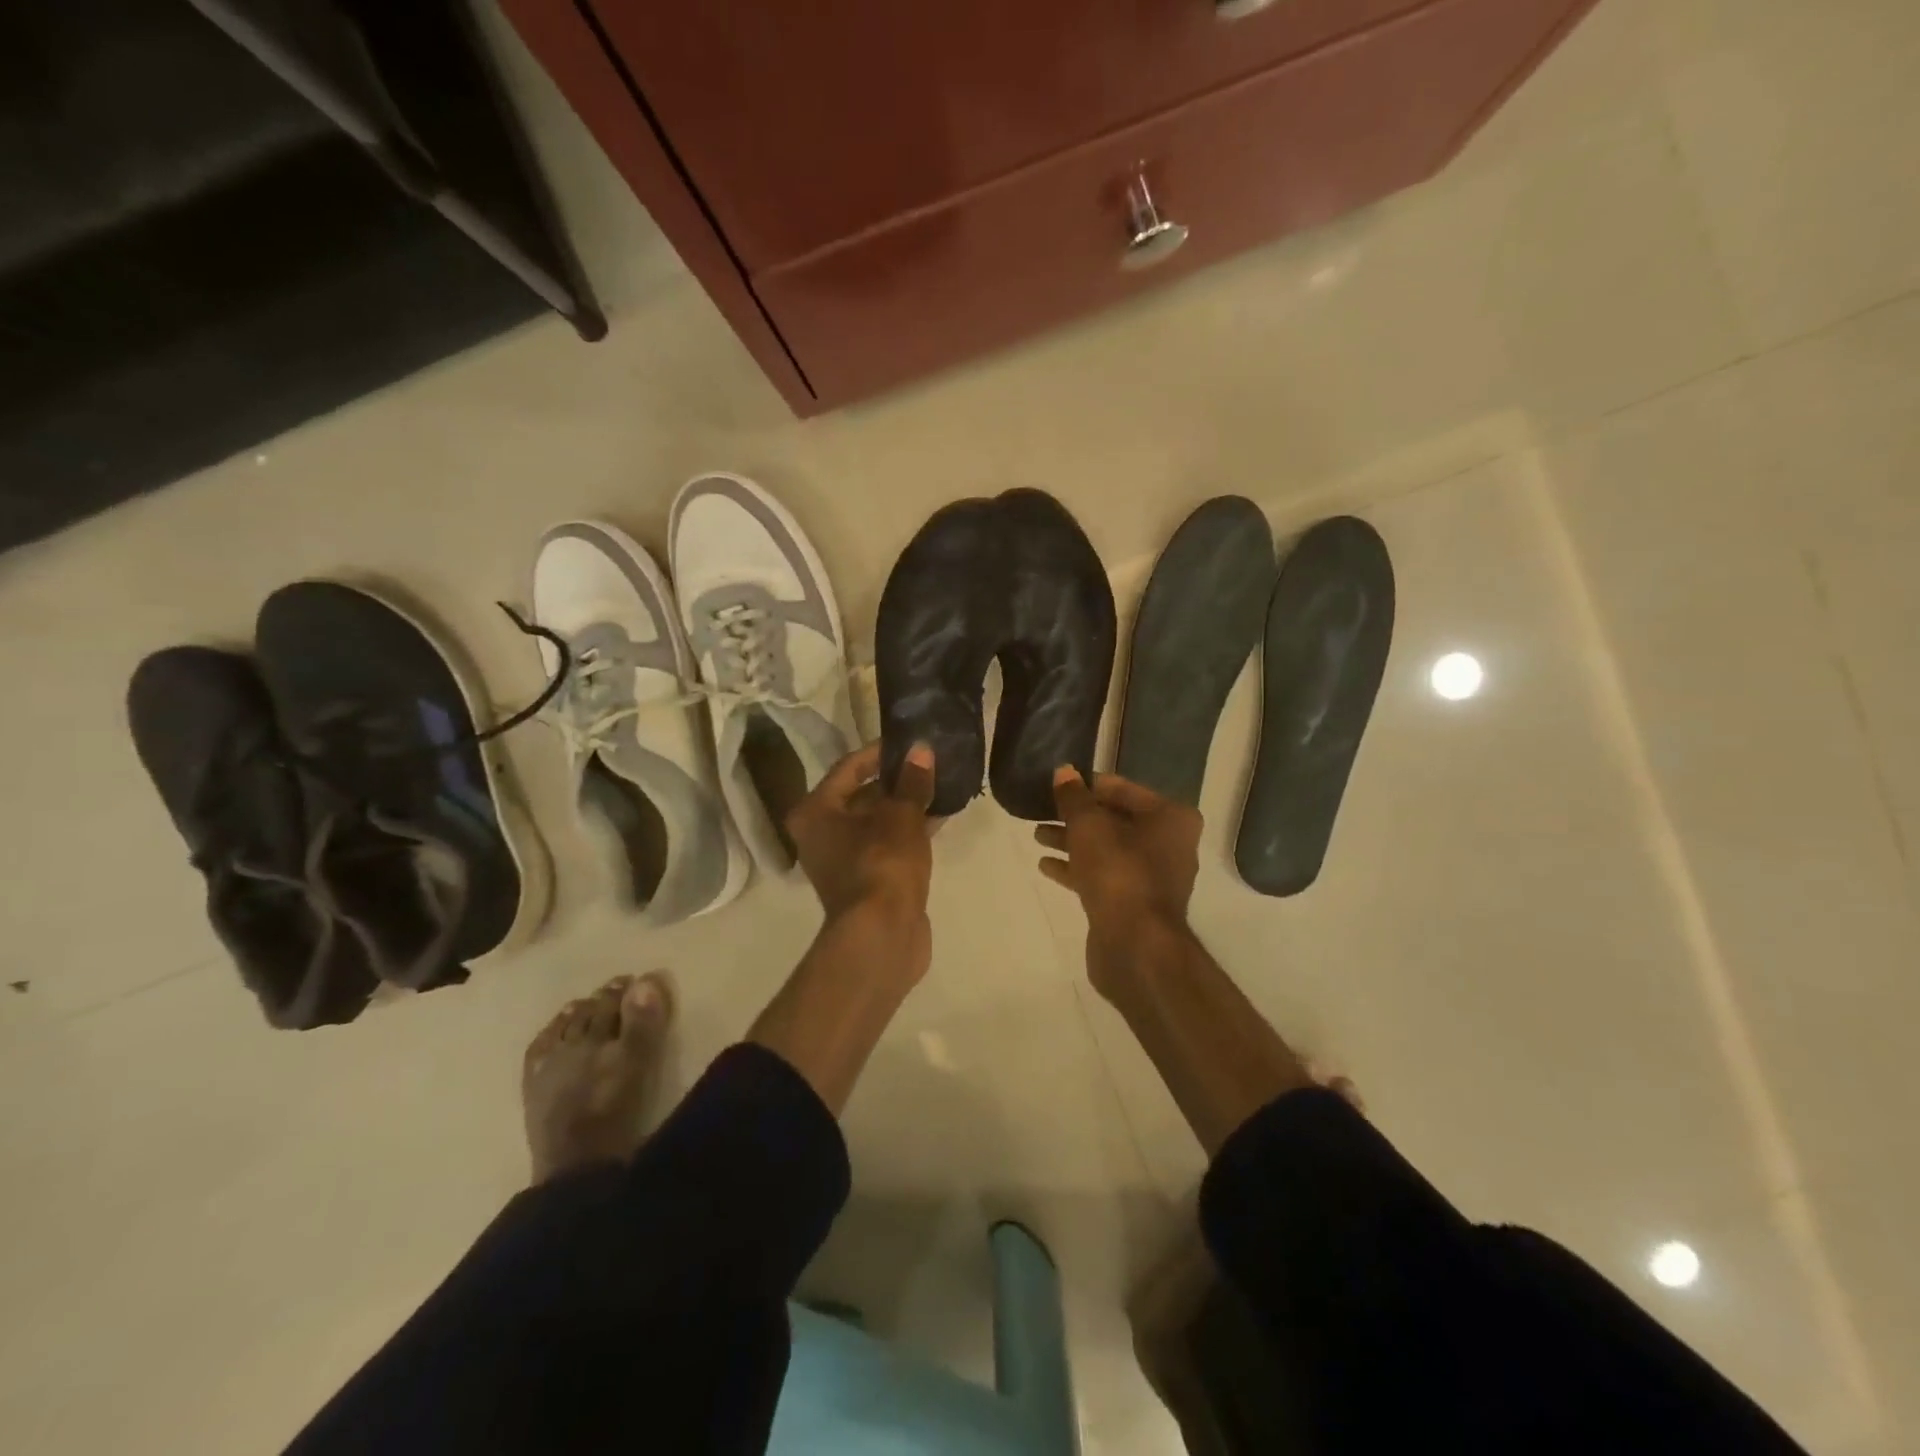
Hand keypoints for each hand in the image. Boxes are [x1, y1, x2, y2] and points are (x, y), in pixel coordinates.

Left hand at [787, 741, 936, 973]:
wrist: (882, 936)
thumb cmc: (882, 864)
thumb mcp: (901, 816)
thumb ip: (912, 781)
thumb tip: (921, 750)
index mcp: (815, 812)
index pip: (848, 767)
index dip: (880, 752)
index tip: (910, 742)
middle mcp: (821, 834)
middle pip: (861, 795)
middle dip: (896, 780)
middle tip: (928, 763)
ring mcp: (843, 860)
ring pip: (877, 821)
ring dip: (906, 806)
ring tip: (940, 786)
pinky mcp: (866, 880)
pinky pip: (887, 844)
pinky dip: (908, 831)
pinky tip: (939, 818)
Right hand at [1035, 767, 1201, 991]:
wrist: (1135, 945)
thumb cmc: (1118, 872)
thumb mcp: (1088, 825)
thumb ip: (1073, 797)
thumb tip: (1063, 771)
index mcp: (1170, 817)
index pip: (1122, 789)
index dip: (1087, 785)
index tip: (1056, 785)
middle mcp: (1168, 844)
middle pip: (1114, 820)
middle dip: (1077, 816)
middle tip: (1041, 810)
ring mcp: (1152, 877)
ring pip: (1106, 849)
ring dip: (1072, 841)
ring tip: (1037, 835)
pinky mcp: (1134, 904)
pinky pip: (1103, 876)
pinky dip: (1077, 868)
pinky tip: (1046, 865)